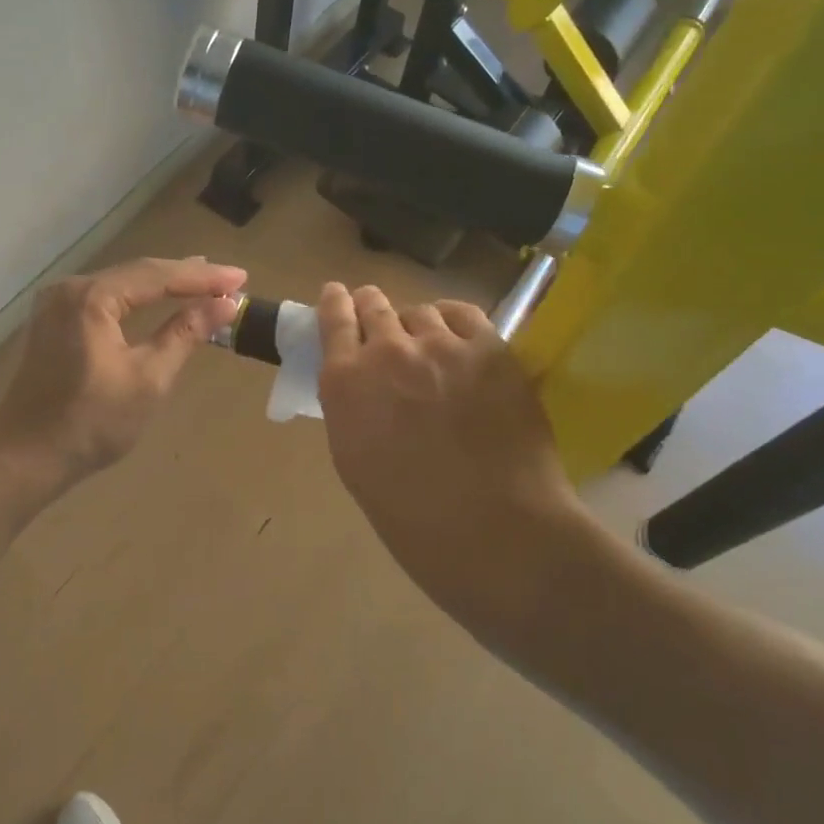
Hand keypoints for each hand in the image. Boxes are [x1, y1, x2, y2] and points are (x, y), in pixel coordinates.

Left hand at [0, 256, 245, 504]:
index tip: (241, 277)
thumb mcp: (148, 379)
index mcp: (91, 297)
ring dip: (161, 285)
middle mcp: (69, 289)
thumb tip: (224, 303)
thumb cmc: (91, 424)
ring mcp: (56, 304)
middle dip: (184, 276)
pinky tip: (156, 299)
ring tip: (202, 282)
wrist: (24, 460)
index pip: (157, 275)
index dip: (202, 277)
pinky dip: (136, 299)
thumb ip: (185, 334)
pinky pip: (104, 299)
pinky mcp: (52, 321)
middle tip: (228, 279)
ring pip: (120, 284)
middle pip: (137, 273)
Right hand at [316, 283, 608, 629]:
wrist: (492, 529)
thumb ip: (349, 407)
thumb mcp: (353, 458)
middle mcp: (387, 351)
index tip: (336, 295)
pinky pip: (464, 314)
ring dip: (415, 323)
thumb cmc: (410, 513)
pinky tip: (456, 336)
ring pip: (420, 311)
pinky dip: (453, 320)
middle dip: (370, 306)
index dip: (334, 302)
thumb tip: (358, 384)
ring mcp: (442, 346)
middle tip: (376, 315)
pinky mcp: (490, 349)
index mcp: (345, 382)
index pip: (332, 319)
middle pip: (374, 305)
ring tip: (426, 343)